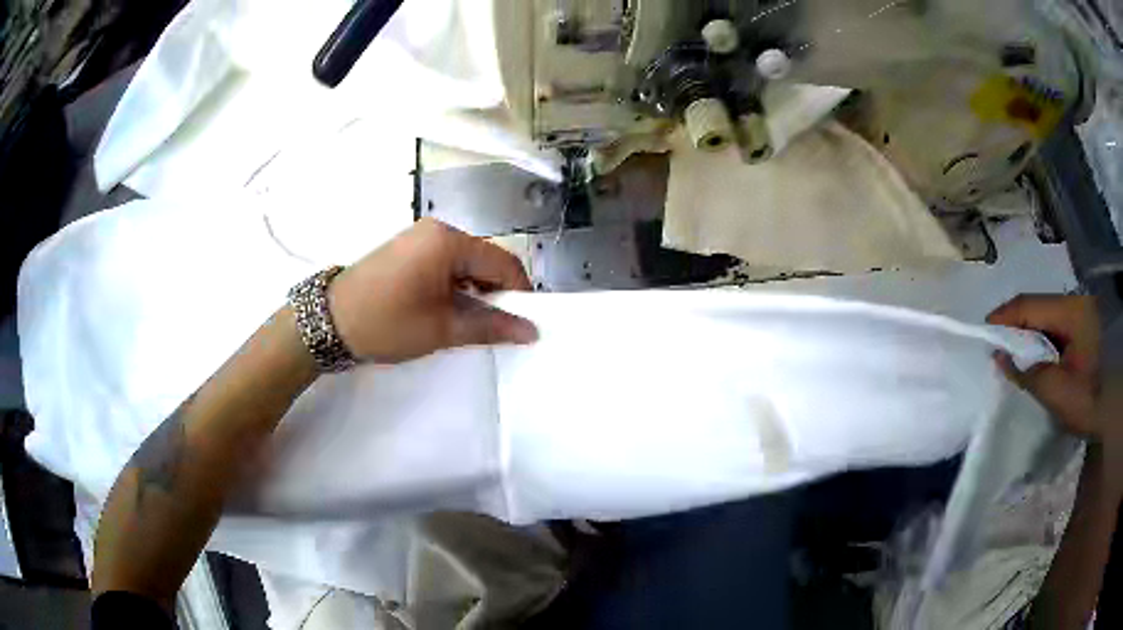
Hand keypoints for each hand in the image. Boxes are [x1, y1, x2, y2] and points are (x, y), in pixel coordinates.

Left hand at [328, 219, 537, 363]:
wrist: (329, 321)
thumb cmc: (387, 323)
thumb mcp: (442, 329)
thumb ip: (491, 326)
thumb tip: (531, 331)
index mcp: (449, 241)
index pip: (503, 262)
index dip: (519, 293)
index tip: (522, 324)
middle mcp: (437, 229)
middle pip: (485, 258)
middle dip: (496, 292)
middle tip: (496, 327)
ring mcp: (420, 236)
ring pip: (466, 261)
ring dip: (475, 289)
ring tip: (469, 322)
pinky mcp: (407, 247)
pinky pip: (445, 261)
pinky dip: (455, 284)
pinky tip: (447, 308)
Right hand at [987, 294, 1101, 436]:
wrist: (1119, 406)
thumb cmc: (1092, 399)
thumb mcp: (1059, 393)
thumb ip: (1029, 374)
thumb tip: (1000, 357)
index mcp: (1071, 311)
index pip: (1029, 305)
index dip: (1004, 317)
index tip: (983, 333)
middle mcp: (1076, 303)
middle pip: (1038, 308)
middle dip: (1017, 327)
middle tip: (998, 351)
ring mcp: (1083, 314)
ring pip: (1048, 318)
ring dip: (1031, 336)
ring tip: (1017, 359)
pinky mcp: (1087, 327)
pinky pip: (1059, 328)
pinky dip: (1045, 342)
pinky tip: (1040, 359)